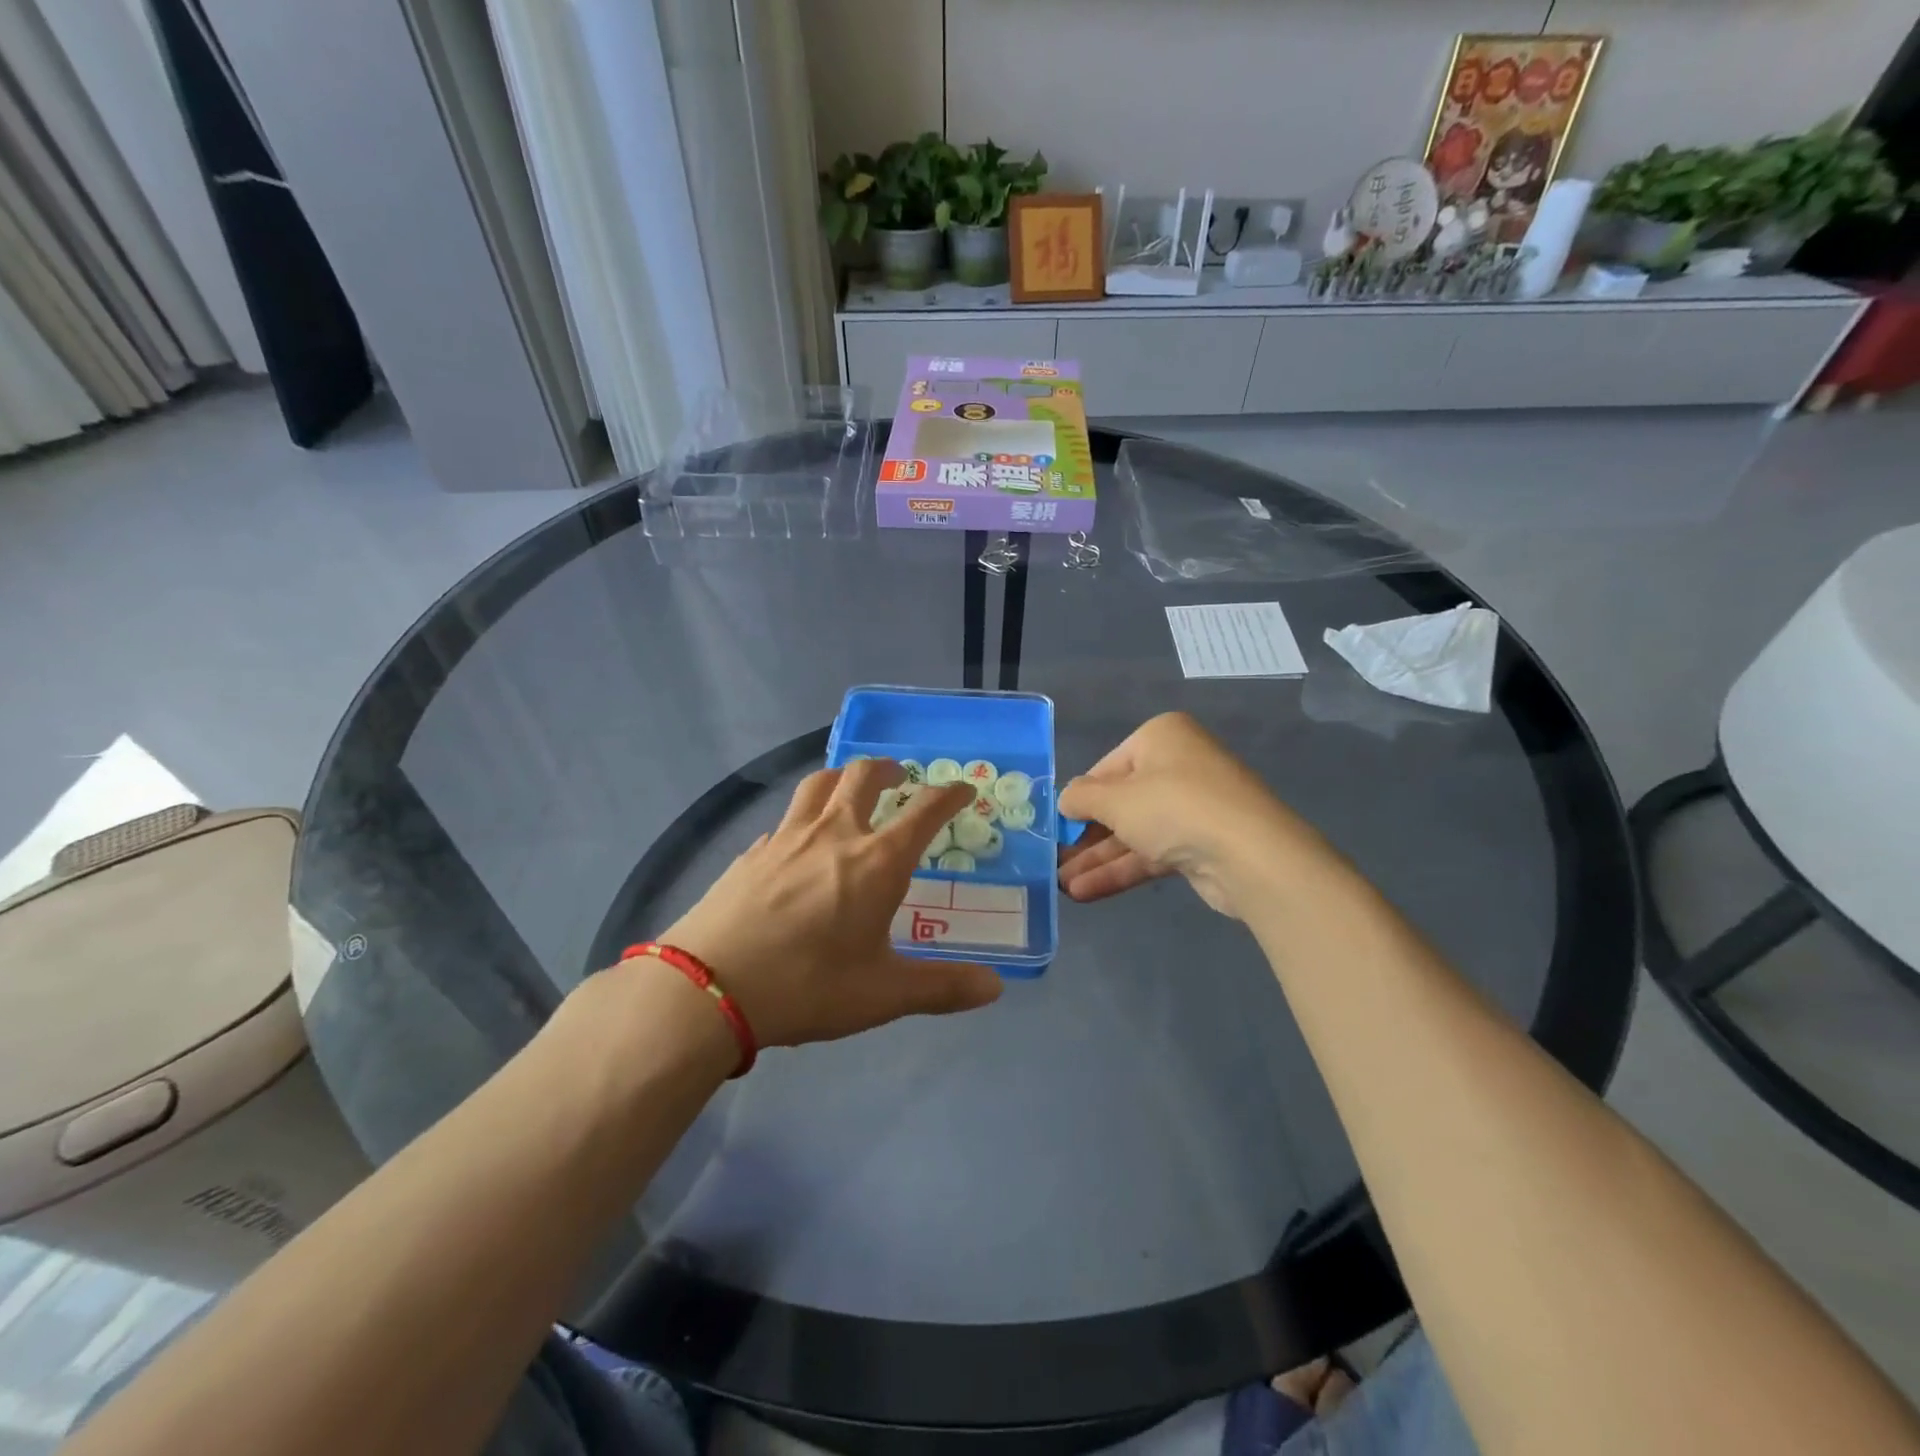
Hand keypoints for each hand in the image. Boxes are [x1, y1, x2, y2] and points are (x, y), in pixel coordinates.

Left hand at [658, 760, 1001, 1046]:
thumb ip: (942, 988)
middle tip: (899, 776)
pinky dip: (803, 818)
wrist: (708, 988)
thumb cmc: (807, 986)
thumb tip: (995, 987)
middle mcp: (834, 834)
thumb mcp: (883, 994)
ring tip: (850, 786)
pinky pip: (785, 820)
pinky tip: (797, 842)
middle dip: (888, 769)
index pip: (924, 811)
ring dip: (842, 776)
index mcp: (877, 861)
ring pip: (818, 784)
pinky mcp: (751, 853)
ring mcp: (787, 838)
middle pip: (863, 776)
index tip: (963, 788)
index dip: (949, 795)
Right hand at [1057, 712, 1301, 918]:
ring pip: (1134, 832)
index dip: (1080, 797)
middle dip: (1086, 835)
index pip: (1107, 767)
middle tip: (1055, 860)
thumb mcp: (1115, 799)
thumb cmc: (1174, 807)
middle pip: (1121, 802)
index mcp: (1161, 738)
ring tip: (1061, 885)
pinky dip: (1121, 870)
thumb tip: (1065, 799)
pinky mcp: (1200, 845)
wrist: (1249, 854)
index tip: (1056, 825)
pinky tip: (1085, 892)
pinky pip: (1151, 853)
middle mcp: (1178, 766)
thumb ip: (1082, 798)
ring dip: (1098, 859)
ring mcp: (1192, 807)